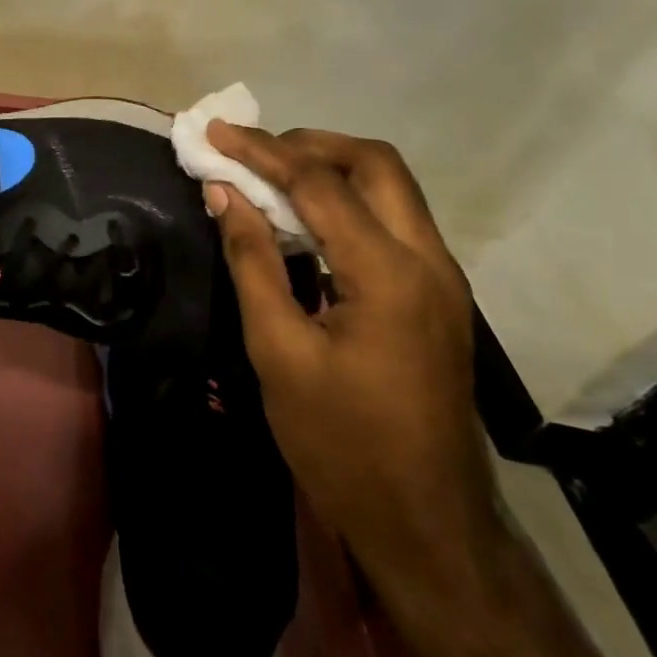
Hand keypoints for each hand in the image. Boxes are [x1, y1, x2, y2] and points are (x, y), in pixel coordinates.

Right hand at [204, 124, 500, 609]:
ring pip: (391, 189)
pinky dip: (347, 203)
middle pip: (376, 164)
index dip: (261, 151)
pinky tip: (305, 223)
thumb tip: (225, 194)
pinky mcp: (438, 297)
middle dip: (310, 144)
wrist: (426, 524)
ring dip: (331, 169)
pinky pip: (393, 222)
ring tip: (270, 176)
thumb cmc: (341, 444)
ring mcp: (442, 278)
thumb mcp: (279, 351)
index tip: (214, 133)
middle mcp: (429, 261)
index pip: (320, 183)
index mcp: (389, 274)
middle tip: (252, 151)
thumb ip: (252, 261)